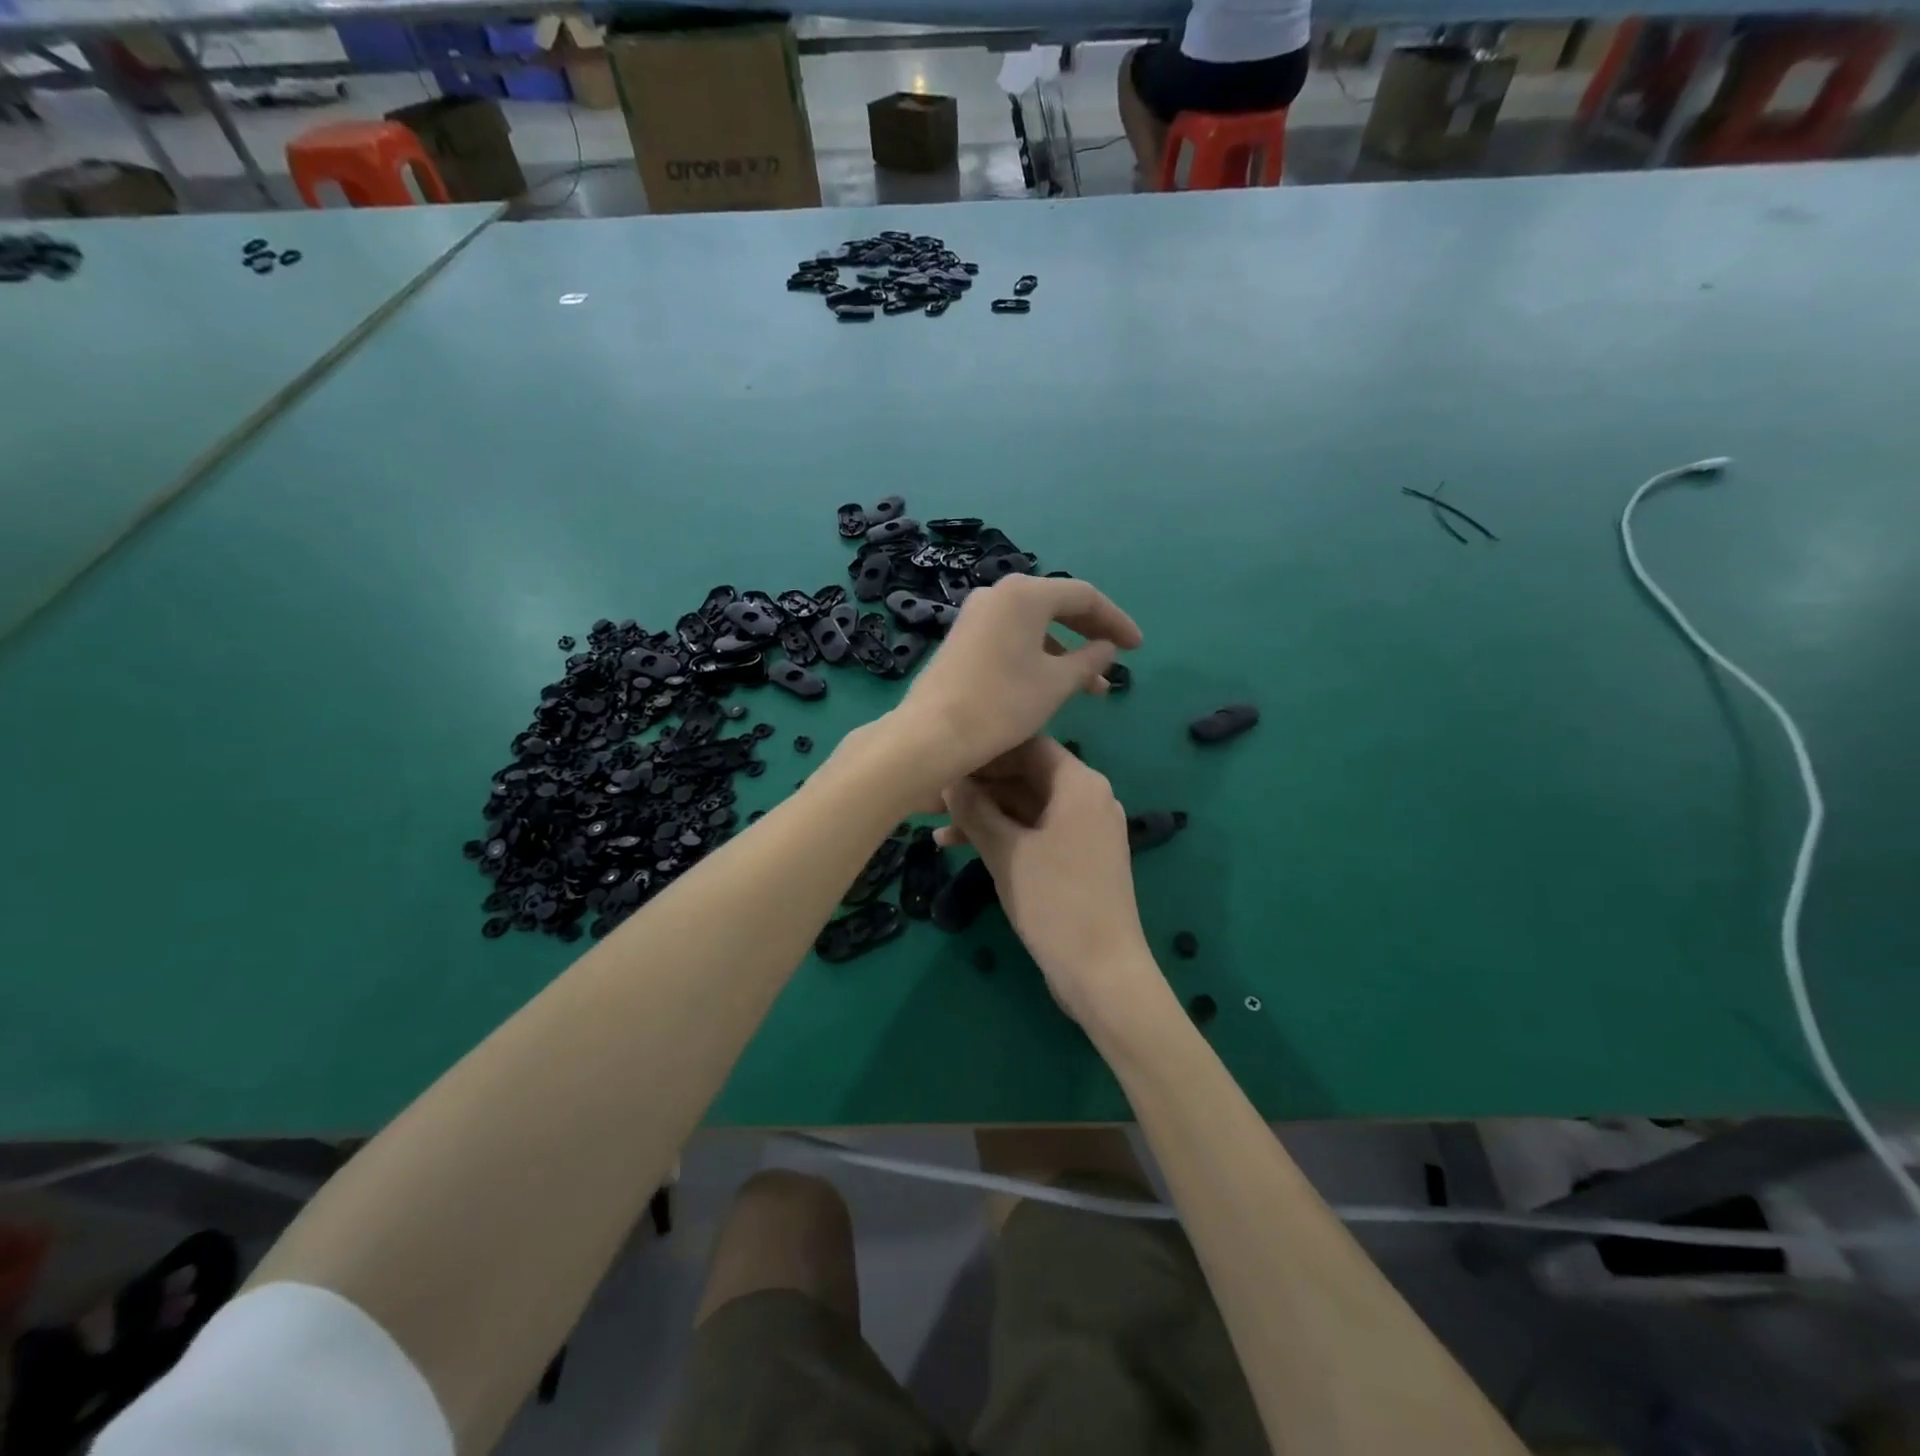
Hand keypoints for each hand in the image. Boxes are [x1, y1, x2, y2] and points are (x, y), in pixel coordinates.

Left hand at [896, 576, 1140, 783]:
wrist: (932, 734)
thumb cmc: (1002, 704)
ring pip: (1034, 626)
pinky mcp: (962, 638)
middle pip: (1057, 606)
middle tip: (1116, 661)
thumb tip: (1107, 648)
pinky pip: (1012, 637)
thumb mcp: (1056, 684)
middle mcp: (998, 594)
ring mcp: (976, 615)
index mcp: (1025, 594)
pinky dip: (1038, 655)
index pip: (1084, 596)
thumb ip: (1089, 660)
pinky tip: (1052, 684)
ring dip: (1066, 652)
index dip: (1116, 621)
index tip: (1137, 648)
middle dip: (1090, 634)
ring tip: (1091, 688)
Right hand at [940, 738, 1165, 1027]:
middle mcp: (1088, 798)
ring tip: (936, 828)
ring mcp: (1086, 829)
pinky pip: (1037, 831)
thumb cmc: (1055, 902)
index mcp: (1079, 784)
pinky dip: (1004, 835)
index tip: (945, 760)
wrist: (1102, 973)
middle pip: (1026, 775)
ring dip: (985, 814)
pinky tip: (961, 848)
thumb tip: (947, 779)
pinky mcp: (1079, 857)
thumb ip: (974, 810)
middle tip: (932, 796)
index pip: (1027, 745)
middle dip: (980, 786)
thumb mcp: (1006, 852)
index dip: (985, 751)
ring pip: (1027, 806)